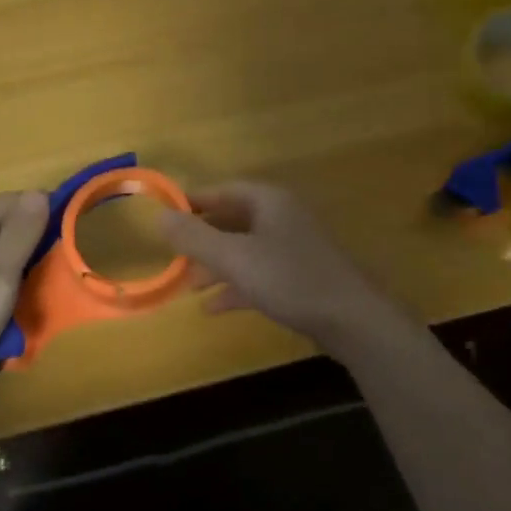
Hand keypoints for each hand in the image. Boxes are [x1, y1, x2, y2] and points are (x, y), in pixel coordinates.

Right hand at [158, 181, 402, 350]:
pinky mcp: (301, 278)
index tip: (165, 214)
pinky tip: (213, 307)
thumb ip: (195, 237)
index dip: (194, 201)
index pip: (224, 190)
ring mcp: (294, 249)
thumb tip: (157, 216)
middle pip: (233, 220)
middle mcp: (282, 218)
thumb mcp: (235, 257)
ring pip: (245, 250)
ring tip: (186, 285)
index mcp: (269, 202)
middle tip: (173, 255)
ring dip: (216, 266)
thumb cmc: (290, 278)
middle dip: (202, 239)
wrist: (353, 320)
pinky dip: (236, 287)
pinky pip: (259, 275)